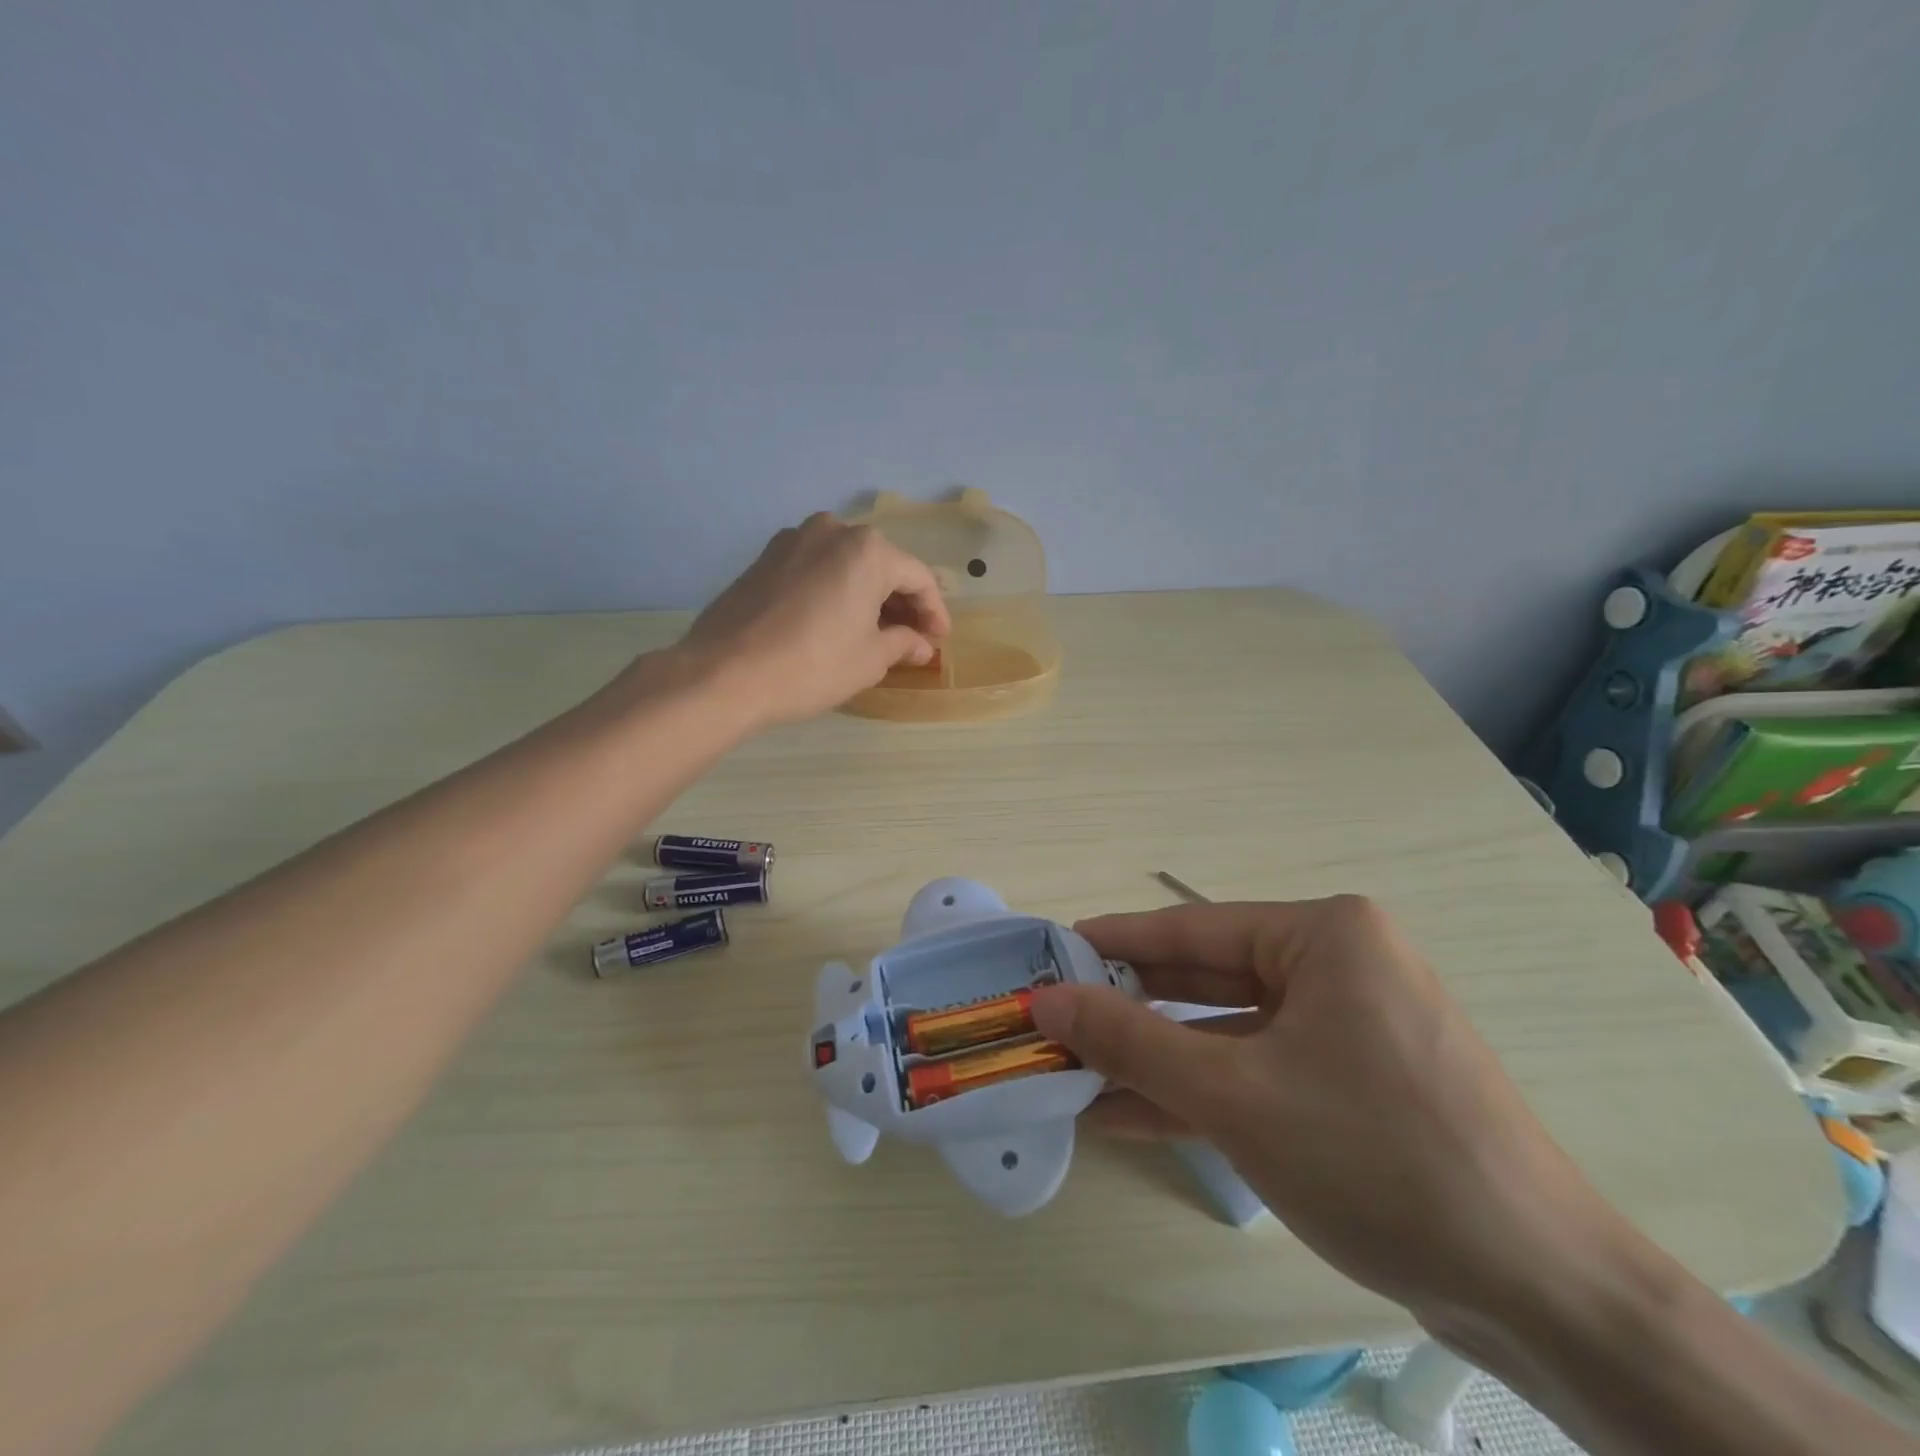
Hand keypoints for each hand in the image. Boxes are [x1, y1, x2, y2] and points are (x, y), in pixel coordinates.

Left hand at [674, 514, 950, 728]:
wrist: (725, 674)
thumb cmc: (813, 665)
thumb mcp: (869, 659)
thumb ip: (902, 643)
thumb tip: (920, 645)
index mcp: (867, 549)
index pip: (917, 577)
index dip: (934, 611)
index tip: (939, 640)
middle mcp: (832, 530)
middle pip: (882, 564)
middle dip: (901, 601)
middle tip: (912, 637)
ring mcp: (792, 540)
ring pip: (846, 564)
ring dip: (867, 594)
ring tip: (875, 631)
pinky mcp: (765, 559)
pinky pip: (816, 569)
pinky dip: (835, 590)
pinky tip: (837, 621)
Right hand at [1030, 897, 1628, 1327]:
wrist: (1542, 1296)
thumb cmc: (1376, 1158)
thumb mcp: (1234, 1095)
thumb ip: (1130, 1041)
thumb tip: (1045, 1001)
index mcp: (1324, 934)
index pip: (1191, 929)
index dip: (1113, 944)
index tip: (1050, 953)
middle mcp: (1340, 964)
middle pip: (1209, 979)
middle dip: (1131, 1009)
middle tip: (1056, 1018)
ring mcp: (1351, 1026)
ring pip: (1231, 1031)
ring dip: (1158, 1059)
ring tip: (1077, 1070)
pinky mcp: (1356, 1083)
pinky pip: (1261, 1071)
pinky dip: (1202, 1093)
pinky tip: (1129, 1113)